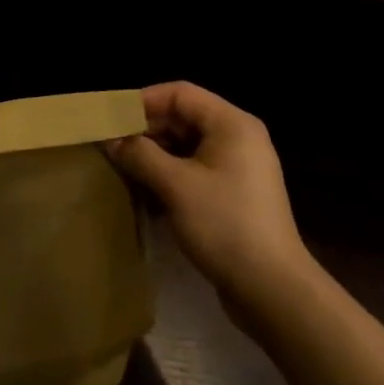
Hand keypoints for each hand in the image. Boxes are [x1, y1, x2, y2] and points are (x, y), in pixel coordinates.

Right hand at [105, 82, 307, 307]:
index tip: (111, 119)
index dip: (143, 101)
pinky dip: (170, 174)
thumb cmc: (225, 225)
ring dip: (155, 154)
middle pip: (183, 117)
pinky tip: (145, 192)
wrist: (273, 291)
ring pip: (187, 145)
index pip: (180, 93)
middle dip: (146, 130)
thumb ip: (140, 155)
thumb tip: (110, 139)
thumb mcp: (175, 186)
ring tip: (123, 168)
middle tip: (112, 146)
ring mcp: (238, 167)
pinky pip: (195, 169)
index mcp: (231, 124)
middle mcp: (238, 138)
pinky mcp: (234, 194)